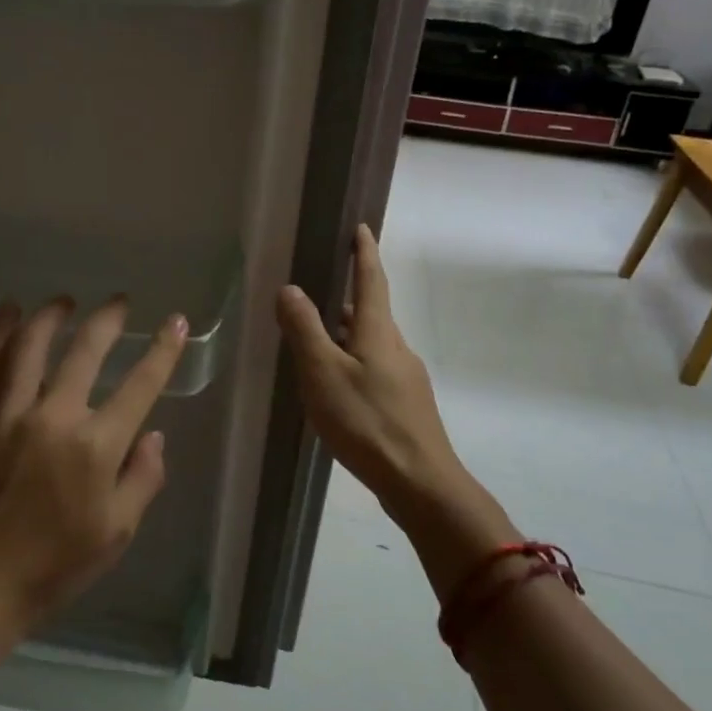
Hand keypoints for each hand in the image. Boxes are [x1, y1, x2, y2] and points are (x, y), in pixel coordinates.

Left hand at [0, 296, 188, 640]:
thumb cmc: (53, 567)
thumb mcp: (116, 534)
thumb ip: (142, 479)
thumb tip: (154, 435)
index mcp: (96, 447)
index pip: (141, 385)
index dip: (163, 350)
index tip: (176, 321)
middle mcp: (55, 418)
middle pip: (86, 351)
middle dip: (108, 319)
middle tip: (119, 301)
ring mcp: (9, 414)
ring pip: (32, 346)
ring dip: (52, 315)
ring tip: (65, 300)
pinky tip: (9, 310)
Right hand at [274, 224, 462, 499]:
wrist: (420, 482)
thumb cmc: (367, 422)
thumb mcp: (324, 373)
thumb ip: (305, 330)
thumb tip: (291, 288)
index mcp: (378, 332)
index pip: (372, 280)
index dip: (364, 253)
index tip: (361, 228)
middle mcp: (396, 347)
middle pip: (370, 312)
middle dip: (347, 297)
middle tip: (317, 291)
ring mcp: (405, 378)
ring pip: (372, 343)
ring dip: (347, 333)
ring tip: (316, 340)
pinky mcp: (405, 405)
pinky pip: (375, 368)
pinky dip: (353, 361)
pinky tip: (336, 386)